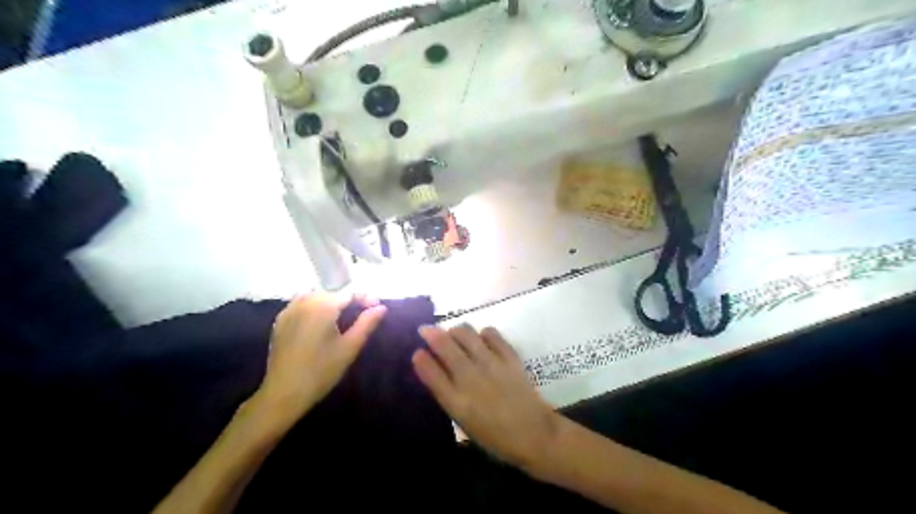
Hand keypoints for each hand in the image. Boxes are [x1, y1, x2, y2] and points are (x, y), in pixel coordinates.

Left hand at [254, 293, 386, 429]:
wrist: (283, 393)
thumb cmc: (321, 371)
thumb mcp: (349, 347)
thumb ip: (366, 324)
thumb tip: (381, 307)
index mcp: (323, 307)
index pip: (349, 293)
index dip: (365, 298)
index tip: (377, 307)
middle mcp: (305, 302)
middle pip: (332, 293)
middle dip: (349, 299)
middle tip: (363, 312)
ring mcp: (289, 310)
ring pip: (315, 296)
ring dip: (331, 301)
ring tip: (343, 315)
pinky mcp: (280, 321)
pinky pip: (300, 303)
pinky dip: (314, 305)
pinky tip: (319, 320)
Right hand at [415, 327, 557, 467]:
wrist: (534, 434)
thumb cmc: (496, 437)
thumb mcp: (465, 423)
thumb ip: (449, 397)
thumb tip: (438, 373)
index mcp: (457, 402)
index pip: (431, 372)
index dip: (421, 359)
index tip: (416, 352)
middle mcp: (470, 378)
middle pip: (445, 346)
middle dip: (431, 334)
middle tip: (426, 330)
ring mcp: (491, 364)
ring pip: (466, 334)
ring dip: (455, 330)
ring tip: (453, 333)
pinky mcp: (509, 357)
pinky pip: (491, 334)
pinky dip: (482, 333)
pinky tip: (481, 338)